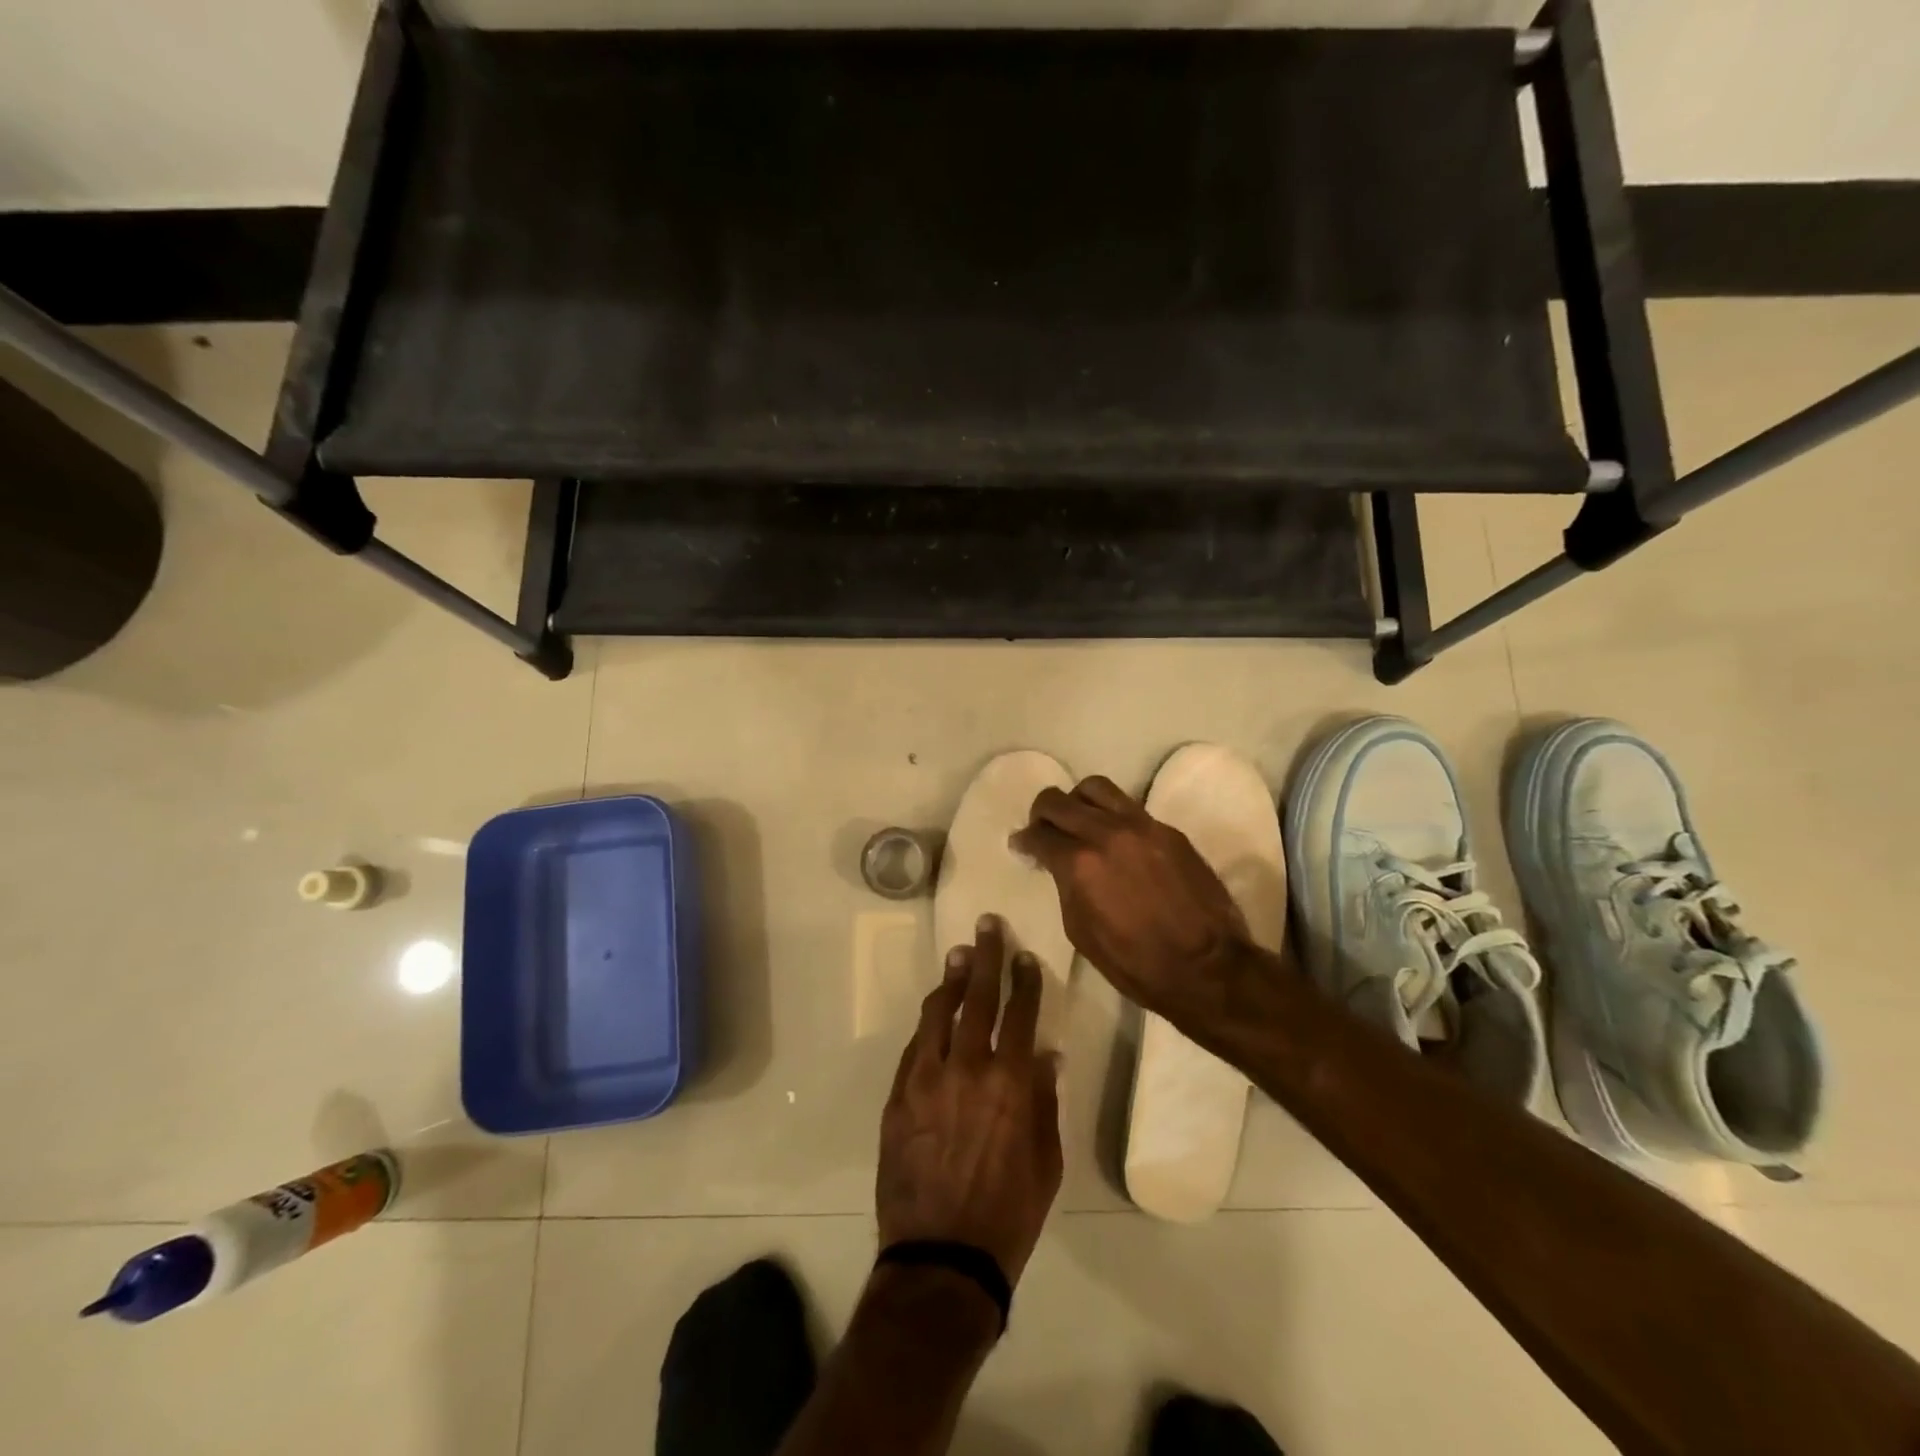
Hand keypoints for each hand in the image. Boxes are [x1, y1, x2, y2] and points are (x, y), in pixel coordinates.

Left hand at [877, 916, 1062, 1284]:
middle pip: (979, 998)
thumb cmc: (1008, 1214)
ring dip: (952, 981)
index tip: (1027, 957)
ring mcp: (926, 1079)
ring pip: (939, 1013)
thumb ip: (1045, 1102)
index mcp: (1011, 1083)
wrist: (941, 1257)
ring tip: (959, 956)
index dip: (1025, 980)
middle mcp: (968, 1068)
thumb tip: (1046, 1056)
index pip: (1020, 1014)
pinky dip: (928, 1024)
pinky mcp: (898, 1096)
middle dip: (986, 957)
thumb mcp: (1047, 1163)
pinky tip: (935, 1012)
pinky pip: (914, 1047)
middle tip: (987, 926)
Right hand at [1011, 775, 1254, 1024]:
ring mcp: (1142, 826)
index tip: (1021, 845)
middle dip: (1042, 812)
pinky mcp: (1169, 831)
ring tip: (1078, 820)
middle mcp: (1107, 833)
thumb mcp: (1081, 931)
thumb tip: (1057, 865)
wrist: (1207, 967)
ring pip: (1097, 788)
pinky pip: (1130, 808)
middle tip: (1041, 827)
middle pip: (1060, 801)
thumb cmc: (1135, 963)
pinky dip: (1112, 816)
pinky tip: (1115, 839)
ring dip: (1078, 800)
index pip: (1039, 835)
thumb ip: (1065, 886)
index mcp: (1080, 863)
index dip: (1024, 840)